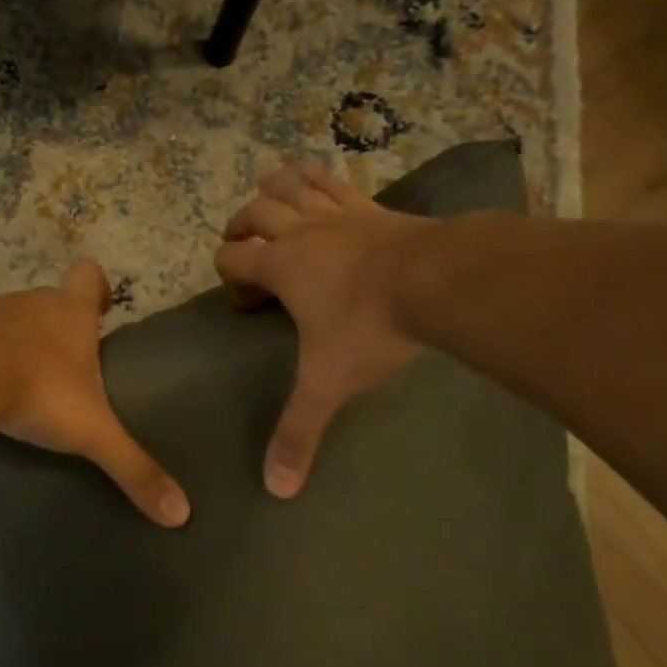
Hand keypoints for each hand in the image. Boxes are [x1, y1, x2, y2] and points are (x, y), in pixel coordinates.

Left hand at [0, 260, 190, 527]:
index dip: (96, 287)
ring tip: (22, 383)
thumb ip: (132, 467)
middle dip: (57, 328)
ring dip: (17, 343)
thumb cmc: (37, 389)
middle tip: (66, 367)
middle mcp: (30, 304)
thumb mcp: (91, 432)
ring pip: (8, 319)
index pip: (88, 275)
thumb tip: (181, 514)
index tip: (100, 310)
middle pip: (48, 302)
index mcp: (69, 313)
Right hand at [215, 164, 430, 497]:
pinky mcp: (372, 206)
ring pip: (291, 186)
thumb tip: (275, 489)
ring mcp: (337, 214)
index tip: (245, 302)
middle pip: (254, 213)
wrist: (438, 281)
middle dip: (241, 226)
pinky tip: (319, 177)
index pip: (231, 258)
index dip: (228, 275)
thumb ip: (299, 432)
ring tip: (268, 196)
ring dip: (274, 189)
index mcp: (279, 266)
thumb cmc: (370, 328)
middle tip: (243, 245)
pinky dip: (320, 177)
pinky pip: (337, 181)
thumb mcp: (328, 383)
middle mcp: (300, 232)